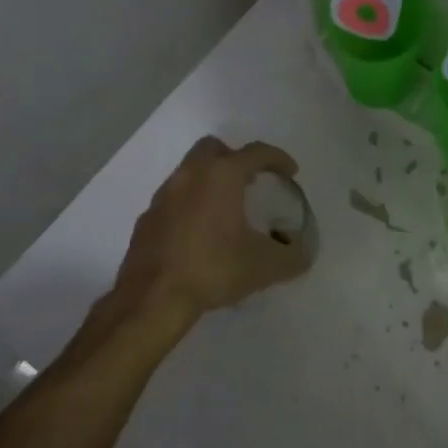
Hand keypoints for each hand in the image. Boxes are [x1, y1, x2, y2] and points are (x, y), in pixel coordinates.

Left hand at [116, 137, 312, 320]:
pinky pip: (174, 201)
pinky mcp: (146, 220)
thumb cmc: (214, 269)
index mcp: (222, 176)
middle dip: (235, 159)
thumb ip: (292, 257)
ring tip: (227, 210)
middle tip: (251, 182)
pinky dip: (190, 206)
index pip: (256, 152)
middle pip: (214, 149)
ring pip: (190, 173)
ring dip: (210, 183)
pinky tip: (199, 234)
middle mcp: (190, 175)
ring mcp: (163, 196)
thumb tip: (301, 255)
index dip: (278, 158)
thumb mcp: (266, 266)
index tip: (290, 172)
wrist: (153, 298)